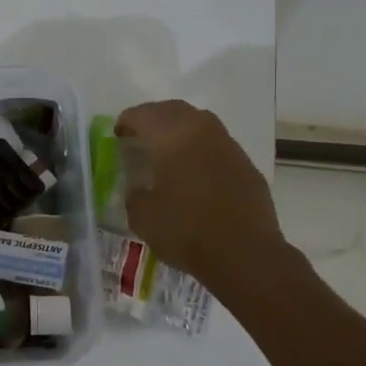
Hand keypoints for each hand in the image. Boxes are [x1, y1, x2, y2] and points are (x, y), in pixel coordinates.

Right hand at [114, 100, 284, 289]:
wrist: (245, 255)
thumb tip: (140, 189)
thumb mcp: (143, 217)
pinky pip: (218, 147)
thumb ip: (135, 195)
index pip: (144, 115)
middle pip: (174, 110)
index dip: (127, 122)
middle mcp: (203, 131)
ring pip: (201, 124)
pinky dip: (202, 151)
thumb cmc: (186, 231)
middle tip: (141, 135)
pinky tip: (196, 173)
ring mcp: (229, 147)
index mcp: (173, 137)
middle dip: (154, 118)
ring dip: (181, 130)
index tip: (118, 135)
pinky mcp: (247, 166)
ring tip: (168, 152)